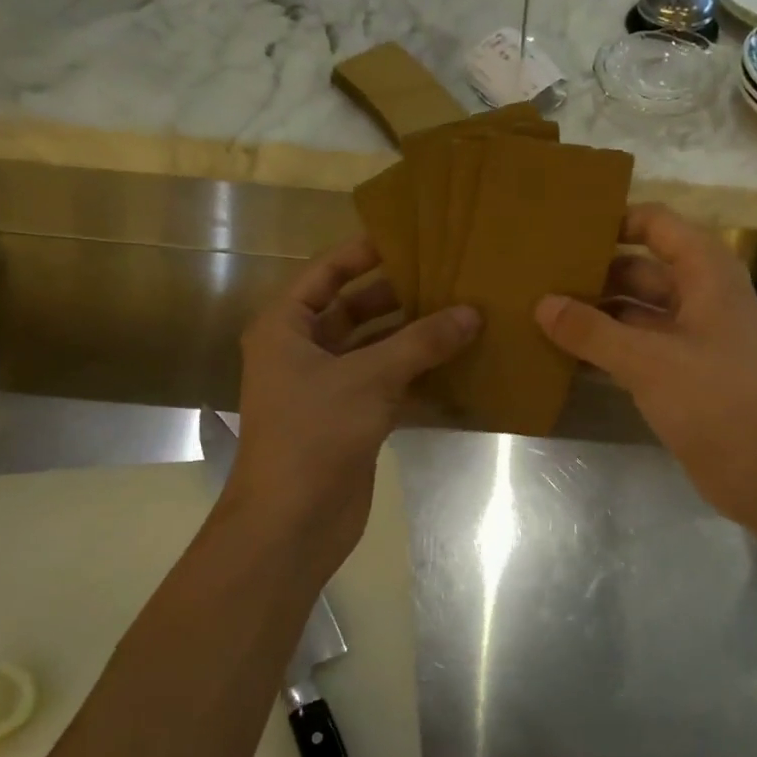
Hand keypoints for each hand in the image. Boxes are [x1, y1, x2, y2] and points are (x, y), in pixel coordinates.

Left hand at [226, 239, 477, 578]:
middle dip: (398, 294)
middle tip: (449, 275)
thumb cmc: (314, 434)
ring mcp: (326, 387)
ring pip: (374, 348)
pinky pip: (386, 382)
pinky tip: (455, 361)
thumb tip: (472, 312)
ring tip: (462, 312)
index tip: (410, 235)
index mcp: (285, 327)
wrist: (292, 521)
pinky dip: (416, 373)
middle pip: (353, 308)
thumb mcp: (368, 378)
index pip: (325, 272)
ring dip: (412, 335)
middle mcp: (302, 351)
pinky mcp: (350, 418)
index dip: (364, 252)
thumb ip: (421, 342)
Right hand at [535, 204, 756, 526]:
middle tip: (537, 276)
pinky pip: (636, 346)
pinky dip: (606, 347)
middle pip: (639, 269)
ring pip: (634, 312)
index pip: (655, 224)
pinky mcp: (682, 372)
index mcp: (705, 272)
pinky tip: (565, 354)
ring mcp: (692, 336)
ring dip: (595, 313)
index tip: (563, 230)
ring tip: (540, 312)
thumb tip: (542, 304)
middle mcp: (700, 295)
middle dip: (593, 273)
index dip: (613, 221)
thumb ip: (591, 331)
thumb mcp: (646, 360)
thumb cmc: (713, 399)